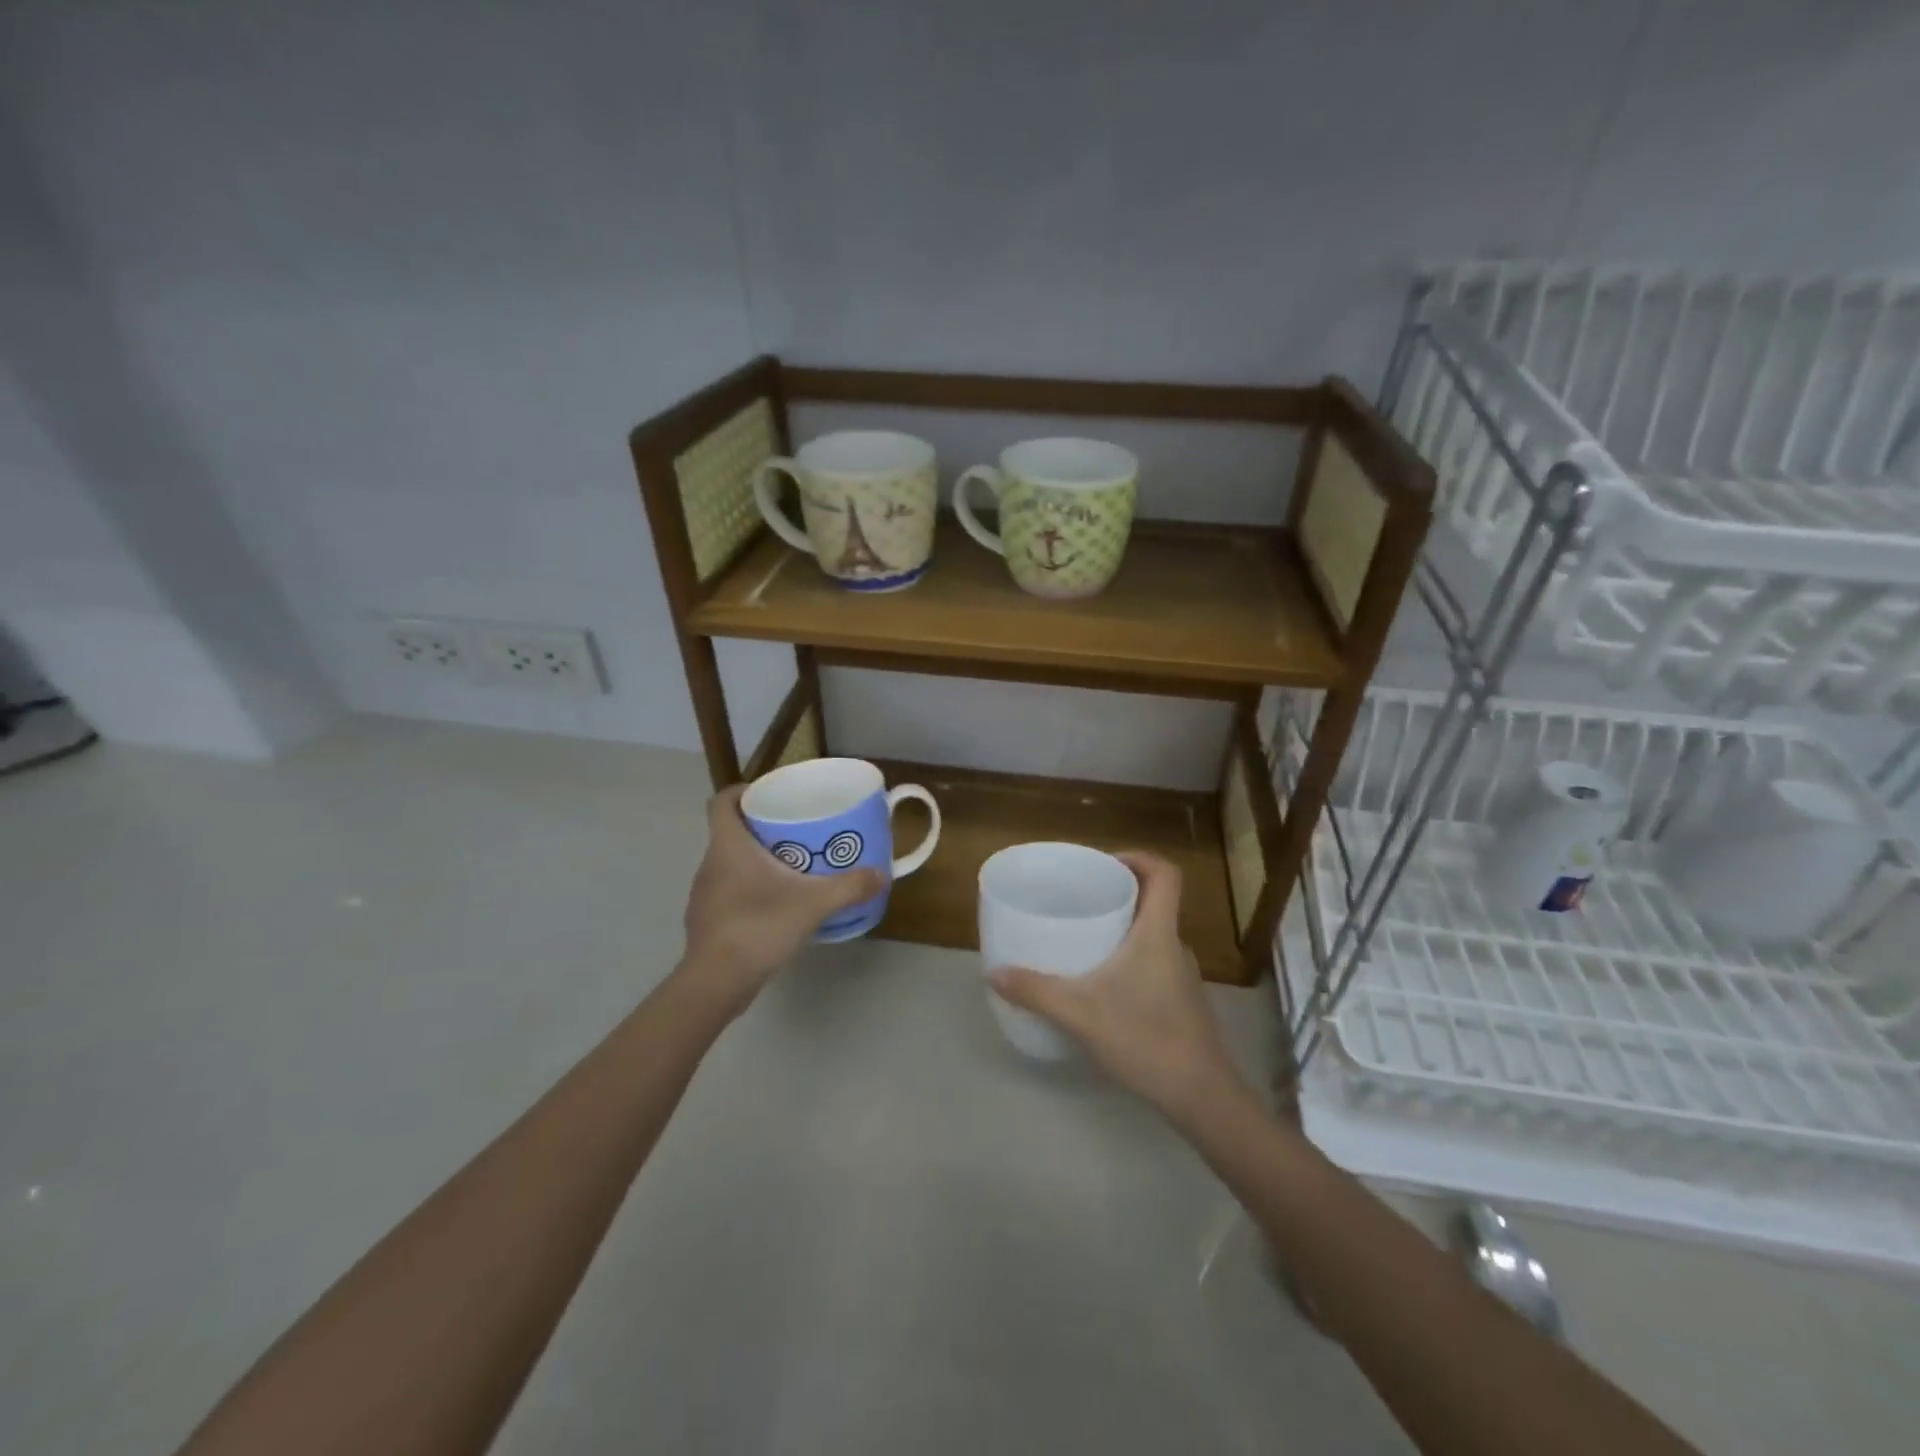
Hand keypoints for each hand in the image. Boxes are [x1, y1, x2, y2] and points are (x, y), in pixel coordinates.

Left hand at [679, 785, 884, 1013]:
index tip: (768, 794)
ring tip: (790, 868)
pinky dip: (748, 890)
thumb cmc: (759, 927)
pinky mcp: (706, 922)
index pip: (722, 802)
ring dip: (754, 861)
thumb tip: (882, 875)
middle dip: (759, 828)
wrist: (716, 983)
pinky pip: (727, 892)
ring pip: (728, 864)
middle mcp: (710, 864)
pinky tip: (774, 906)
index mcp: (729, 846)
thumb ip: (849, 887)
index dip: (742, 792)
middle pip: (729, 832)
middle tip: (794, 831)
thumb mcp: (814, 904)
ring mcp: (704, 895)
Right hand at [989, 852, 1243, 1120]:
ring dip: (1125, 928)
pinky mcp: (1181, 1002)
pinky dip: (1131, 958)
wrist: (1201, 1096)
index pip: (1165, 874)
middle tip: (1083, 898)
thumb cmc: (1145, 1038)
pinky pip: (1154, 962)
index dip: (1139, 858)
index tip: (1105, 864)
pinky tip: (1104, 985)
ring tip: (1086, 938)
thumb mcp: (1079, 1013)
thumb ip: (1035, 991)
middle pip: (1156, 901)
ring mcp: (1181, 975)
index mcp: (1158, 932)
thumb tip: (994, 973)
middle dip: (1121, 892)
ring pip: (1154, 934)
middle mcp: (1175, 946)